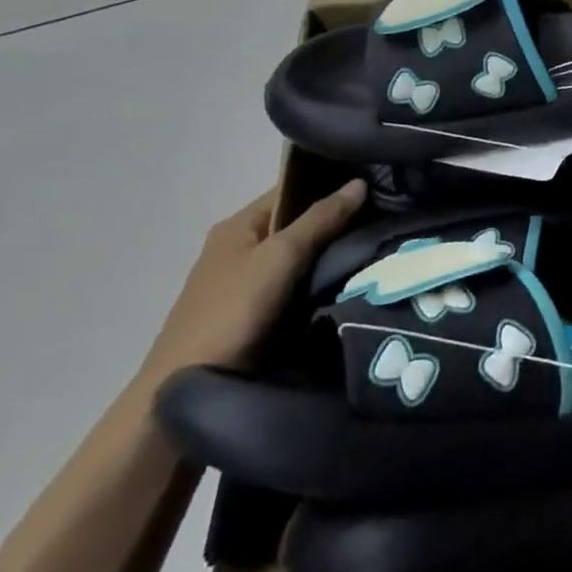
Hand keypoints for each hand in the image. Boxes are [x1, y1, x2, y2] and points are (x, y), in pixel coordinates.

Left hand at [138, 180, 366, 385]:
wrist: (186, 390)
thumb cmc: (232, 311)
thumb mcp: (280, 257)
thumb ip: (320, 219)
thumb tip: (360, 182)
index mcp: (237, 225)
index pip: (291, 189)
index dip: (330, 184)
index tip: (375, 185)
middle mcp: (239, 248)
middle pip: (297, 223)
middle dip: (336, 222)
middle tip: (384, 218)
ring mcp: (246, 284)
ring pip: (300, 257)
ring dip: (332, 254)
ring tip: (379, 246)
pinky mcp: (255, 315)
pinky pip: (297, 286)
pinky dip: (321, 283)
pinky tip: (353, 281)